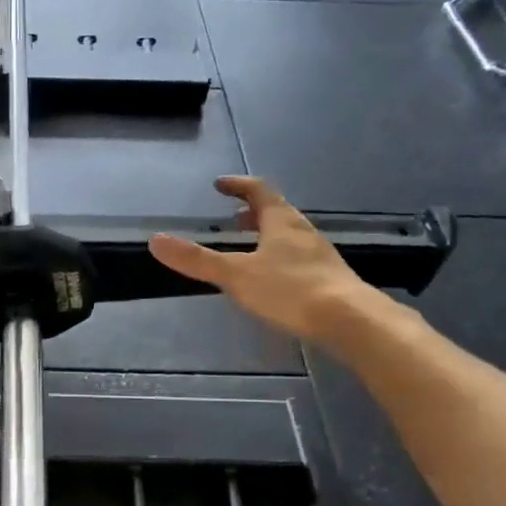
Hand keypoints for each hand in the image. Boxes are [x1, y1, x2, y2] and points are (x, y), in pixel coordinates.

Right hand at [148, 176, 380, 341]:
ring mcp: (319, 256)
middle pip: (277, 212)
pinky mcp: (328, 279)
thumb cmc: (291, 290)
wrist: (350, 320)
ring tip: (249, 247)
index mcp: (281, 222)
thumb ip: (196, 260)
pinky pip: (298, 258)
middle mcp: (303, 232)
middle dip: (253, 212)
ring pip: (289, 236)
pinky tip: (273, 279)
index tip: (220, 184)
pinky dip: (279, 258)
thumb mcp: (236, 275)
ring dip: (267, 235)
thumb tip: (155, 240)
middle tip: (233, 217)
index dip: (238, 185)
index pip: (259, 191)